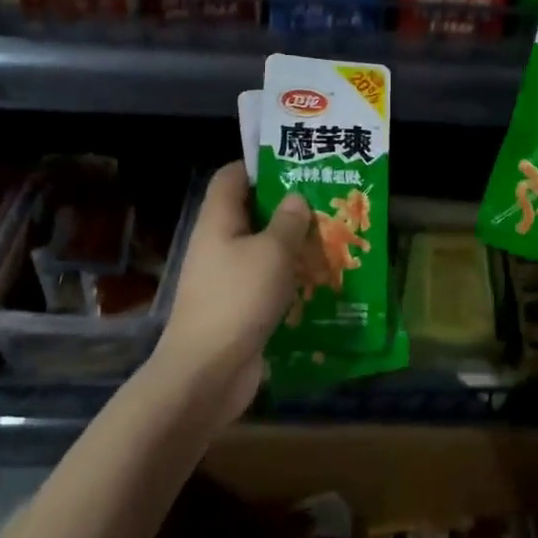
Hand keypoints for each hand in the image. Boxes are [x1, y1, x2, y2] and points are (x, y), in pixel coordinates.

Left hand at [148, 162, 312, 428]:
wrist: (206, 373)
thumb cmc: (238, 299)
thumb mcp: (272, 253)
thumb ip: (288, 221)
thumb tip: (295, 197)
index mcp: (219, 220)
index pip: (231, 176)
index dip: (259, 165)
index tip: (295, 164)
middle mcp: (218, 244)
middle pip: (250, 212)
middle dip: (286, 206)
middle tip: (325, 200)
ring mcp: (225, 278)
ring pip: (261, 249)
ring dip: (291, 244)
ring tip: (330, 237)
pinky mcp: (237, 308)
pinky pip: (265, 281)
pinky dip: (288, 278)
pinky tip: (319, 280)